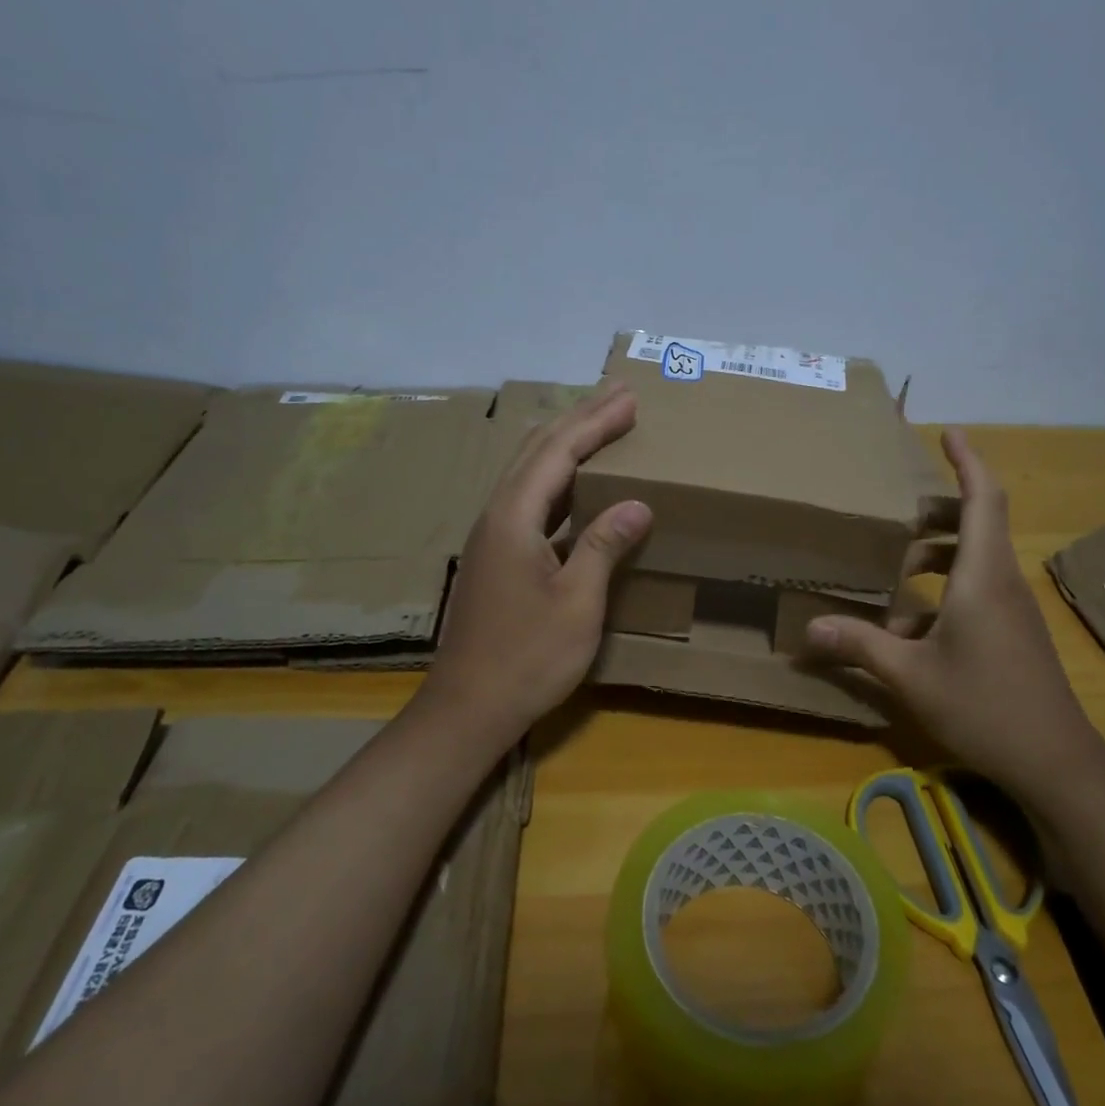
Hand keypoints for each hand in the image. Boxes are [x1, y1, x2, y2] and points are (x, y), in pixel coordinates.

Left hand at [421, 383, 652, 743]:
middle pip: (537, 451)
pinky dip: (557, 479)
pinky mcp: (494, 558)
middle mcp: (496, 516)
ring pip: (529, 472)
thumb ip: (603, 546)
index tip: (630, 398)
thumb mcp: (576, 603)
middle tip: (618, 397)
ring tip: (601, 427)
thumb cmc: (527, 658)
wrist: (467, 708)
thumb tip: (637, 504)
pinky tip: (577, 487)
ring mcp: (491, 537)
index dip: (595, 422)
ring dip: (566, 445)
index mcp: (513, 518)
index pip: (558, 452)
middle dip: (579, 420)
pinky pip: (529, 500)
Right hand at [804, 428, 1104, 813]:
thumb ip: (860, 646)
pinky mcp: (1013, 632)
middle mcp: (1002, 582)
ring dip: (938, 553)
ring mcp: (1012, 609)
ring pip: (976, 560)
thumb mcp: (911, 676)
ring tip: (896, 564)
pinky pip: (977, 591)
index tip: (949, 433)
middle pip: (979, 523)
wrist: (1055, 761)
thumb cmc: (984, 707)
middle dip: (940, 510)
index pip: (983, 499)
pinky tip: (909, 628)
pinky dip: (944, 592)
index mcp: (983, 576)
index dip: (968, 461)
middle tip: (898, 511)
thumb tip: (809, 629)